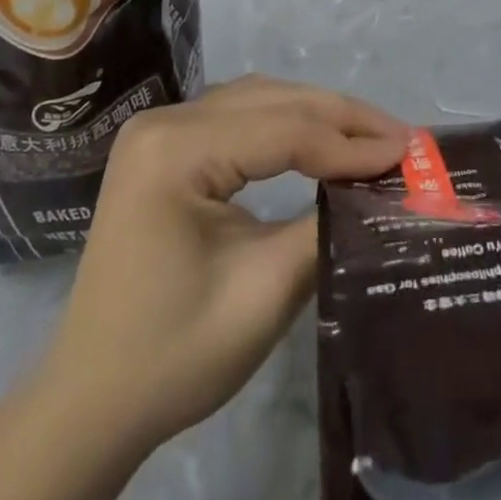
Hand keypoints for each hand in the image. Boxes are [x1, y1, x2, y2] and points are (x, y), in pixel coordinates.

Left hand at [45, 76, 410, 453]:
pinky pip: (238, 117)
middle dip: (341, 117)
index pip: (282, 131)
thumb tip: (381, 189)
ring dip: (317, 114)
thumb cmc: (173, 353)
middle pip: (271, 101)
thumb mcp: (262, 293)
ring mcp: (160, 130)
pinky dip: (286, 123)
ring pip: (257, 100)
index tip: (409, 153)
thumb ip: (323, 228)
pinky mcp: (166, 146)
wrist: (91, 399)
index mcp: (174, 150)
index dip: (350, 143)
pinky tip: (319, 139)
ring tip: (372, 135)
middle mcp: (165, 121)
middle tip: (401, 138)